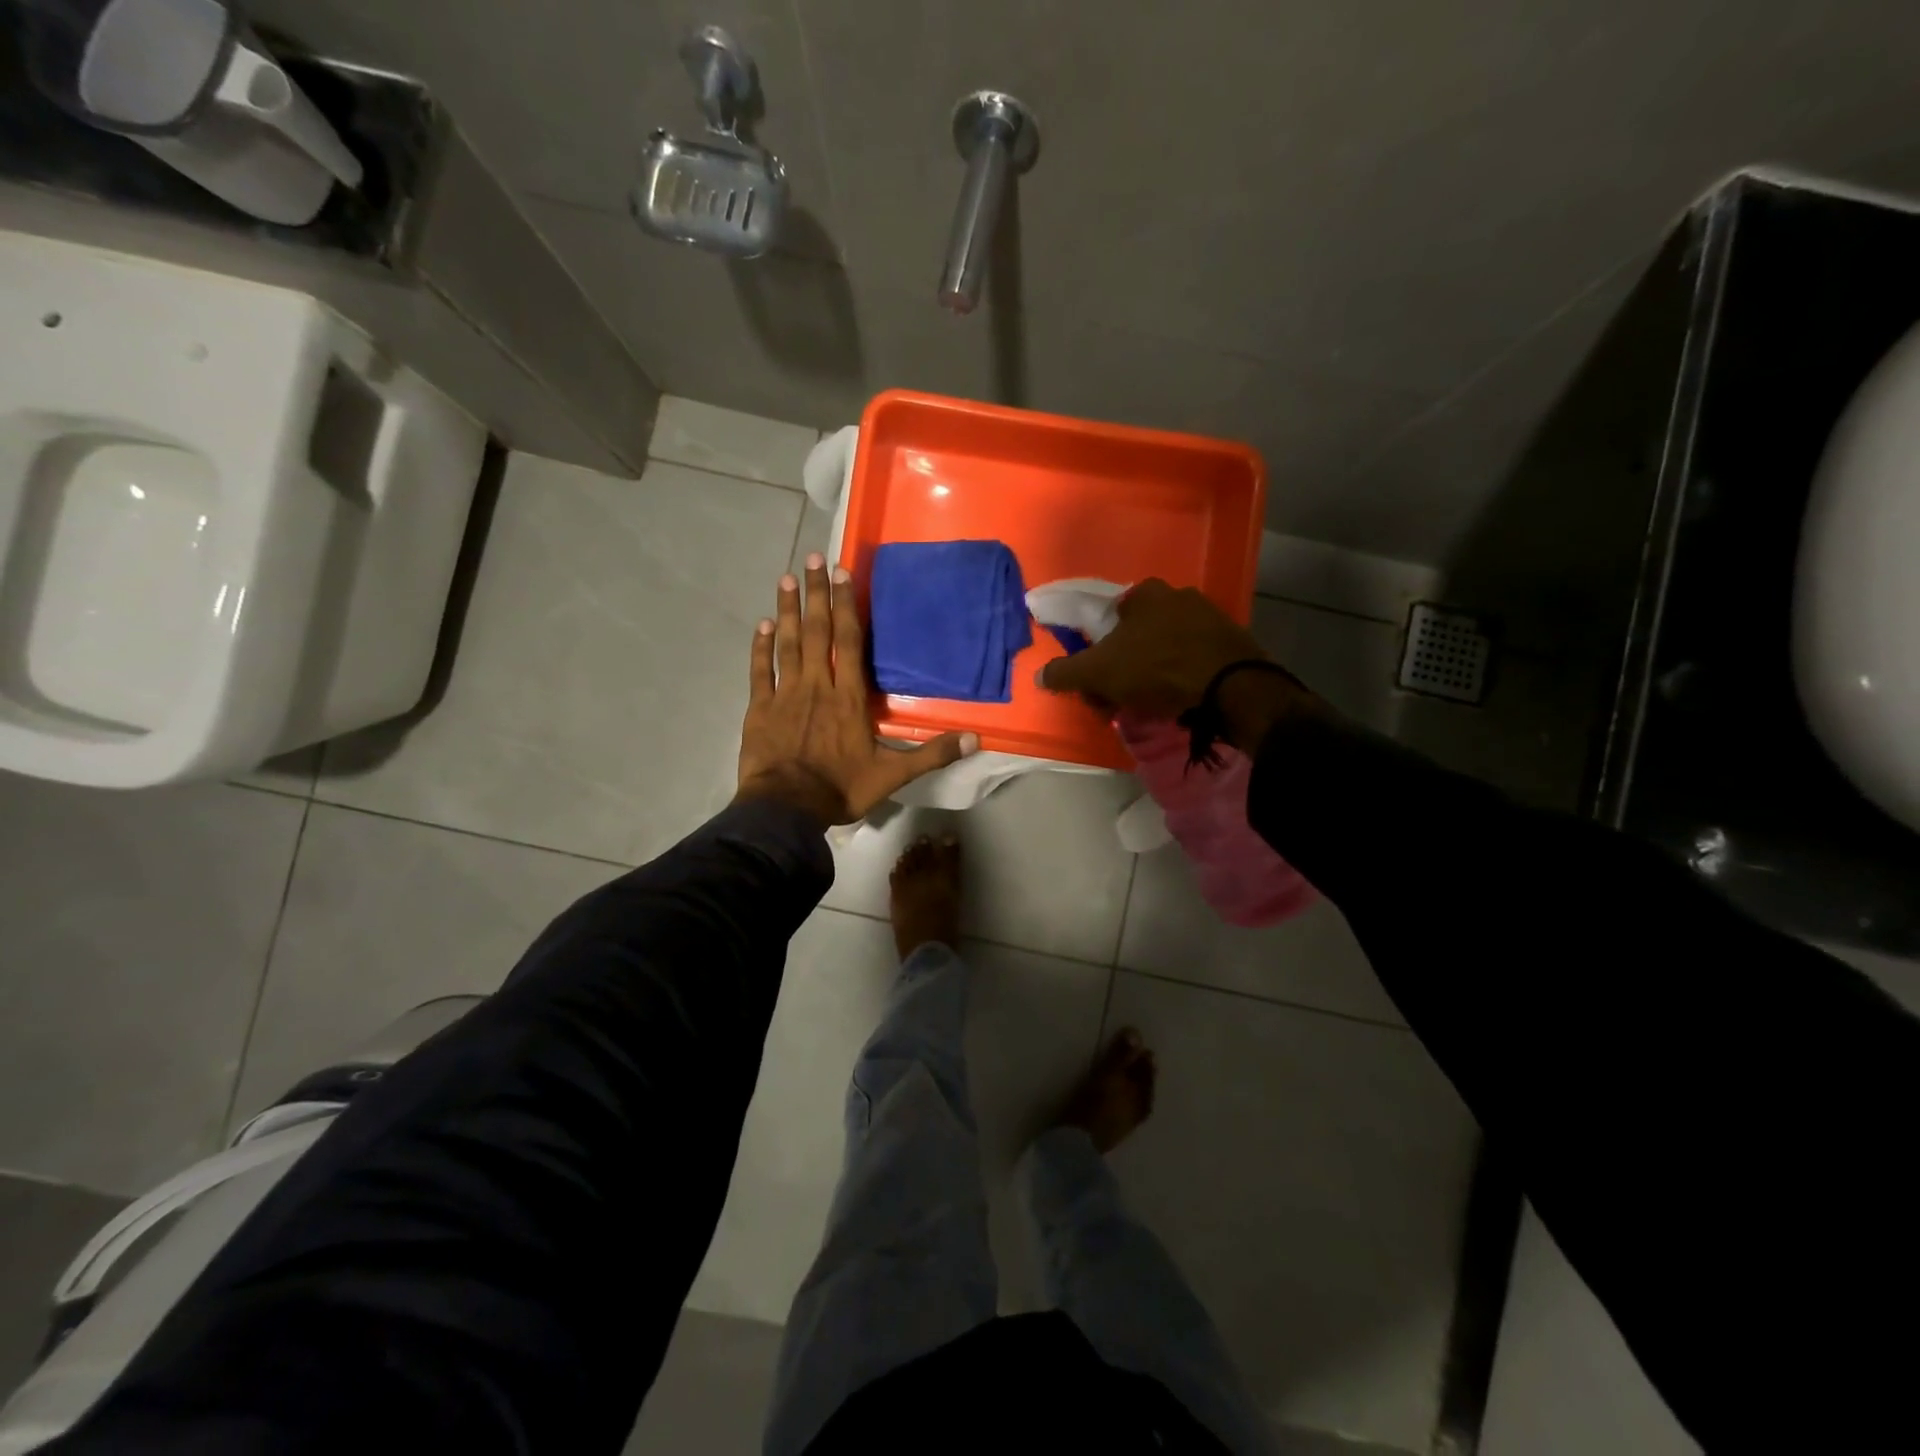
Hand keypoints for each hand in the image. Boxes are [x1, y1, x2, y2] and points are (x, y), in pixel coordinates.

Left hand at [737, 553, 977, 825]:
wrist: (785, 810)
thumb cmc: (840, 789)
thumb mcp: (892, 775)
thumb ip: (932, 754)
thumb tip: (974, 739)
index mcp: (848, 698)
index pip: (849, 642)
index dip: (846, 606)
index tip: (841, 574)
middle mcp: (817, 686)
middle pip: (817, 632)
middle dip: (816, 594)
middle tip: (812, 559)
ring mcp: (785, 695)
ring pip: (787, 644)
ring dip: (787, 611)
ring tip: (786, 580)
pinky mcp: (760, 709)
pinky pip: (761, 672)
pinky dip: (761, 647)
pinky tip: (762, 625)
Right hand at [1038, 578, 1323, 749]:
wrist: (1230, 685)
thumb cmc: (1156, 668)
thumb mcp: (1098, 672)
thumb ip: (1065, 673)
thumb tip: (1039, 675)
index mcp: (1144, 594)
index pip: (1107, 620)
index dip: (1096, 654)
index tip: (1097, 683)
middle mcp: (1177, 595)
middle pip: (1136, 637)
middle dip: (1123, 668)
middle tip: (1118, 701)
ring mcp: (1209, 617)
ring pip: (1164, 649)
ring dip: (1150, 675)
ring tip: (1149, 706)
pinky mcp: (1231, 641)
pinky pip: (1192, 660)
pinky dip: (1181, 678)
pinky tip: (1179, 700)